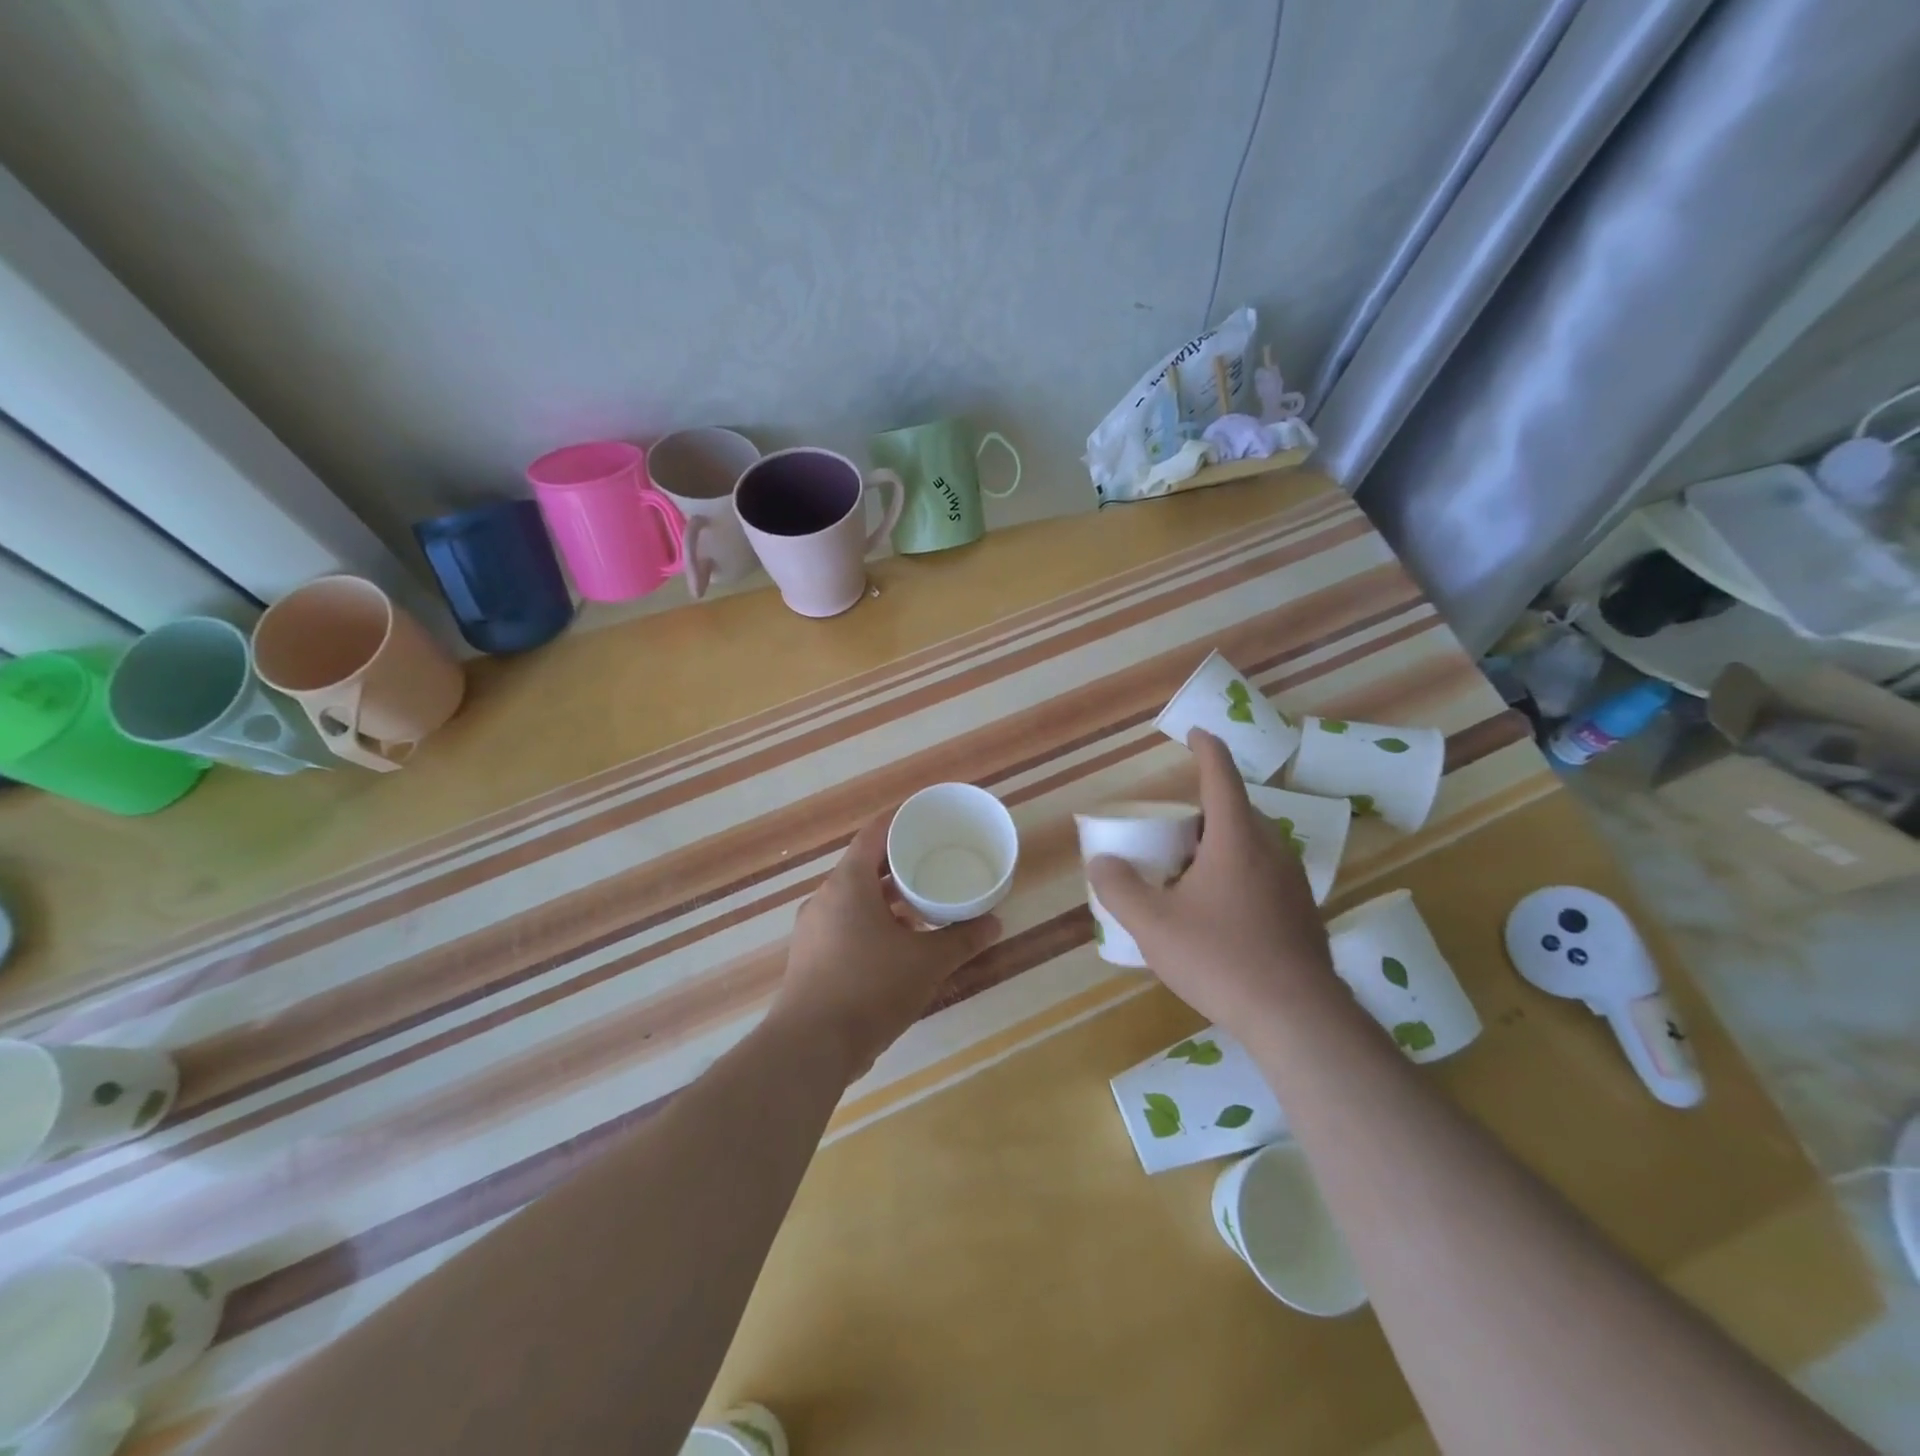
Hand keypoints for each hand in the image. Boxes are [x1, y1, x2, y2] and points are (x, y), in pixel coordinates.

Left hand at [772, 812, 1001, 1080]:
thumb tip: (995, 922)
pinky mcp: (810, 958)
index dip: (900, 821)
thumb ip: (962, 939)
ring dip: (886, 898)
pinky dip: (872, 923)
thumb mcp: (927, 962)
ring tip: (922, 905)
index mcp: (848, 883)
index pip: (874, 834)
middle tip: (934, 862)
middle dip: (899, 863)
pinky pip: (845, 924)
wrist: (811, 1047)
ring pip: (854, 898)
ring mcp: (813, 929)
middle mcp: (825, 898)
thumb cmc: (870, 988)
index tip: (926, 818)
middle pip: (864, 865)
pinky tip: (897, 945)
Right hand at [1088, 729, 1333, 1032]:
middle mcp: (1271, 849)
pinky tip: (1219, 912)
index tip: (1196, 733)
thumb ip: (1120, 889)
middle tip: (1172, 832)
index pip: (1221, 776)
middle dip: (1205, 811)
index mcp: (1237, 839)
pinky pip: (1265, 873)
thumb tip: (1101, 862)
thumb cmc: (1221, 959)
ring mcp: (1293, 882)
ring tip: (1189, 873)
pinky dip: (1238, 872)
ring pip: (1253, 844)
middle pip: (1237, 811)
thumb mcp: (1154, 925)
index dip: (1206, 749)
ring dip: (1221, 844)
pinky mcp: (1302, 912)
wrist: (1297, 1017)